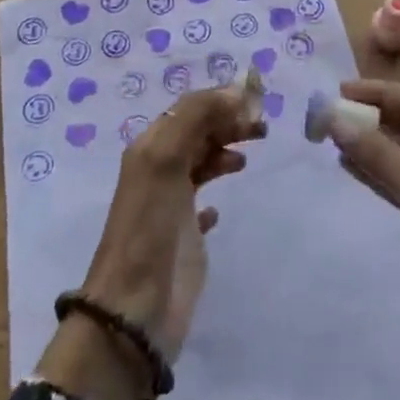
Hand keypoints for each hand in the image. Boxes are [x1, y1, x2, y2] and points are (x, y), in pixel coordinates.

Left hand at [38, 85, 264, 399]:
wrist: (136, 308)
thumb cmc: (151, 226)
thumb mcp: (166, 159)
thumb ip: (196, 117)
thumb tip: (235, 92)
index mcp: (151, 148)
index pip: (190, 108)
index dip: (222, 99)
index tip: (258, 100)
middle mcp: (159, 170)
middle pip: (197, 132)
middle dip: (228, 122)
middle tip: (262, 127)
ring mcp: (171, 204)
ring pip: (200, 162)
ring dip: (224, 151)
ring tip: (248, 157)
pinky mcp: (184, 237)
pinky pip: (200, 203)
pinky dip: (214, 193)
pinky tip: (221, 205)